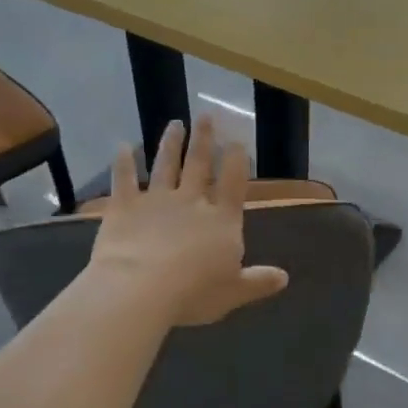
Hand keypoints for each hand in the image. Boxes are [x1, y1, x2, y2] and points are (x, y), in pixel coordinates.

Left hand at [89, 116, 288, 326]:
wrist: (140, 289)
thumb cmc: (193, 292)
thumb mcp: (234, 292)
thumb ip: (257, 281)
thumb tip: (284, 277)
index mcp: (221, 220)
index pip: (233, 183)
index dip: (236, 160)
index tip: (237, 139)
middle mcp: (192, 202)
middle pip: (199, 165)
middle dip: (204, 139)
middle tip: (206, 115)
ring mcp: (156, 201)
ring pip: (165, 165)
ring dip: (170, 143)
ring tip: (175, 123)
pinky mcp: (125, 207)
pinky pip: (124, 179)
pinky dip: (124, 162)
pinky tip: (123, 146)